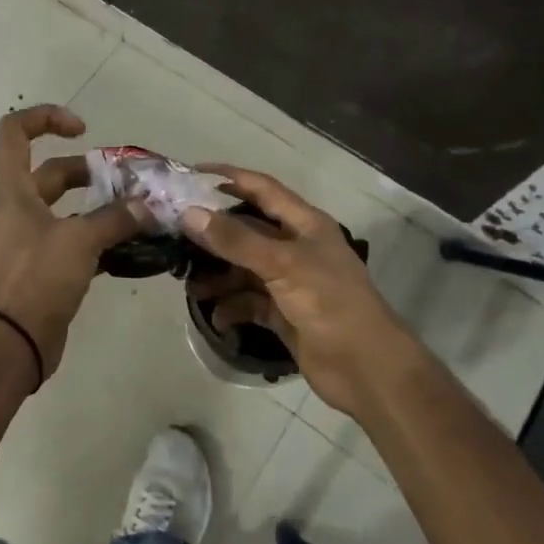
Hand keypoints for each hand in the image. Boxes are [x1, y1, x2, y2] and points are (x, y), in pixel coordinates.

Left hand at [0, 104, 148, 382]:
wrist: (10, 345)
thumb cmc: (35, 279)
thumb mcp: (79, 241)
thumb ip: (115, 218)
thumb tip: (148, 207)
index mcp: (12, 189)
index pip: (14, 131)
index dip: (46, 118)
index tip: (83, 131)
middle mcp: (17, 207)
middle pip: (53, 171)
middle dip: (92, 171)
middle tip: (130, 183)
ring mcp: (28, 237)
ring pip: (67, 207)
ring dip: (101, 206)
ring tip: (139, 212)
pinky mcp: (42, 265)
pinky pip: (73, 238)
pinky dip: (99, 236)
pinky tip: (131, 245)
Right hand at [180, 166, 415, 415]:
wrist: (367, 368)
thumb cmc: (330, 302)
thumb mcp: (282, 264)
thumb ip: (236, 239)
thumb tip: (190, 213)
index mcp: (304, 223)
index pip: (261, 188)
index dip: (229, 178)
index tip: (190, 175)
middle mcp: (296, 246)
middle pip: (247, 230)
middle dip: (214, 234)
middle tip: (176, 237)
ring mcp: (290, 282)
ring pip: (244, 268)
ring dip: (219, 276)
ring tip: (191, 287)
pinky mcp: (285, 314)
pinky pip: (250, 302)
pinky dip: (232, 307)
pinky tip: (218, 318)